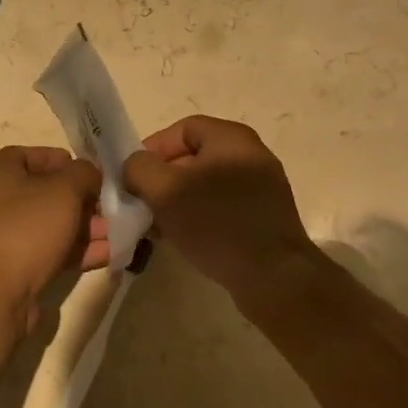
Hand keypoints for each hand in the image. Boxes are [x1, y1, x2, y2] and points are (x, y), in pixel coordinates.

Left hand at [0, 146, 108, 328]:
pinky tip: (111, 253)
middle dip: (84, 199)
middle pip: (49, 191)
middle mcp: (0, 199)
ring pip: (54, 223)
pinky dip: (79, 250)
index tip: (94, 174)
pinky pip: (53, 250)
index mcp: (1, 171)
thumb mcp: (64, 190)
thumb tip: (91, 174)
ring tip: (120, 232)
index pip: (36, 155)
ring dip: (87, 227)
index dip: (66, 161)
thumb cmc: (28, 227)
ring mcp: (9, 234)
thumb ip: (84, 173)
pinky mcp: (18, 265)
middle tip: (113, 207)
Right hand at [122, 115, 319, 305]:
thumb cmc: (217, 224)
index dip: (152, 149)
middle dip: (162, 180)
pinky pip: (222, 206)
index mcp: (231, 139)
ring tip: (158, 227)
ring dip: (177, 202)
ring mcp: (261, 187)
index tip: (132, 177)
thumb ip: (140, 168)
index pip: (181, 130)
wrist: (274, 278)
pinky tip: (183, 239)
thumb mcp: (165, 191)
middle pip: (193, 158)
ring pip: (205, 185)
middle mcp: (250, 155)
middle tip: (142, 205)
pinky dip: (199, 217)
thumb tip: (135, 166)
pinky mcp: (264, 217)